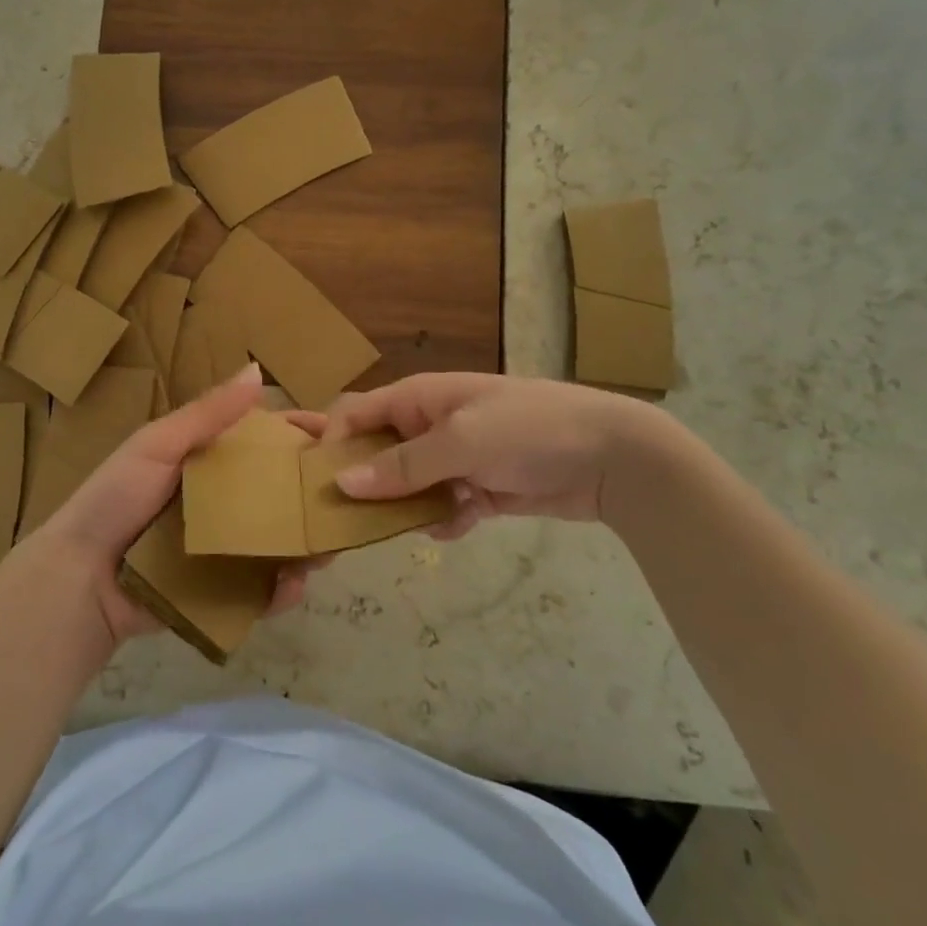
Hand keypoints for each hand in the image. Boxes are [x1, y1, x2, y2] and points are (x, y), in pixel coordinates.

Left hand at [34, 366, 325, 645]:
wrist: (79, 579)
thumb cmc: (115, 500)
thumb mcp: (157, 447)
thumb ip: (207, 414)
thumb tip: (257, 370)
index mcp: (207, 462)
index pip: (264, 442)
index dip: (300, 436)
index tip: (339, 436)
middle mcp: (221, 502)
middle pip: (280, 494)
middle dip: (314, 495)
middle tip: (343, 499)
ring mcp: (223, 548)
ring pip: (280, 542)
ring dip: (307, 543)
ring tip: (328, 546)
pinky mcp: (221, 591)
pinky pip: (262, 589)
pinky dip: (282, 589)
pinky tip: (292, 585)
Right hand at [322, 373, 660, 539]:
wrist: (614, 456)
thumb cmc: (530, 429)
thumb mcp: (463, 442)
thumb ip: (403, 465)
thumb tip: (342, 484)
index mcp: (417, 399)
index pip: (353, 414)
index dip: (328, 442)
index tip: (313, 483)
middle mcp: (427, 426)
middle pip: (375, 454)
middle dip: (361, 484)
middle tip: (338, 522)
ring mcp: (453, 459)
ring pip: (406, 487)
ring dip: (405, 508)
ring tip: (407, 527)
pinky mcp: (477, 489)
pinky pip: (442, 507)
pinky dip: (446, 519)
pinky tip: (460, 524)